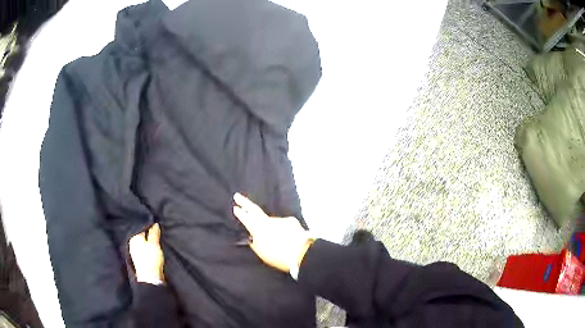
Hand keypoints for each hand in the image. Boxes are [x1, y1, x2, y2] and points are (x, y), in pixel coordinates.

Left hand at [129, 223, 164, 284]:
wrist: (150, 277)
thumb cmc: (151, 259)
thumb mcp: (154, 243)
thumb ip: (154, 233)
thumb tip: (155, 224)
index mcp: (134, 237)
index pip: (142, 228)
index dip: (150, 227)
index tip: (157, 227)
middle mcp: (132, 243)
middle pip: (141, 235)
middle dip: (149, 234)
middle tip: (157, 233)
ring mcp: (135, 252)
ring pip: (142, 243)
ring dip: (148, 242)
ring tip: (156, 242)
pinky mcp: (139, 259)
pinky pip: (143, 250)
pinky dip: (148, 248)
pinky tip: (152, 250)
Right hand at [233, 193, 312, 272]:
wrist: (301, 253)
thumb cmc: (279, 257)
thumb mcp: (262, 253)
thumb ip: (256, 243)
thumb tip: (253, 238)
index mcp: (259, 231)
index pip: (247, 219)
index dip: (240, 214)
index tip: (235, 207)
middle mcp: (268, 222)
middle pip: (254, 210)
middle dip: (244, 202)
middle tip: (237, 196)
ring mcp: (280, 220)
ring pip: (273, 222)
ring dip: (273, 229)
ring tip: (278, 241)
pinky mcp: (291, 221)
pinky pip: (285, 225)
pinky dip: (285, 231)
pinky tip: (289, 238)